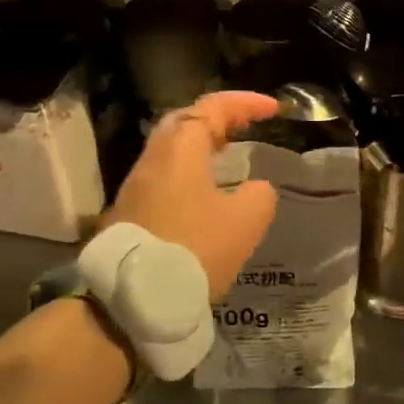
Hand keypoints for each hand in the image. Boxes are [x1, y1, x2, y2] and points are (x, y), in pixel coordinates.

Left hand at [108, 91, 280, 296]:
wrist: (133, 300)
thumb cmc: (194, 250)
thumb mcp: (245, 221)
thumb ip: (259, 195)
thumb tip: (254, 189)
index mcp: (180, 150)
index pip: (212, 108)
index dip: (245, 103)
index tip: (273, 109)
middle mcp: (153, 160)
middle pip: (185, 123)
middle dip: (218, 119)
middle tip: (245, 127)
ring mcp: (136, 187)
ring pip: (172, 151)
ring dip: (202, 147)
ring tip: (230, 158)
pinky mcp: (131, 213)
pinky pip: (165, 177)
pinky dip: (190, 172)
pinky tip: (207, 194)